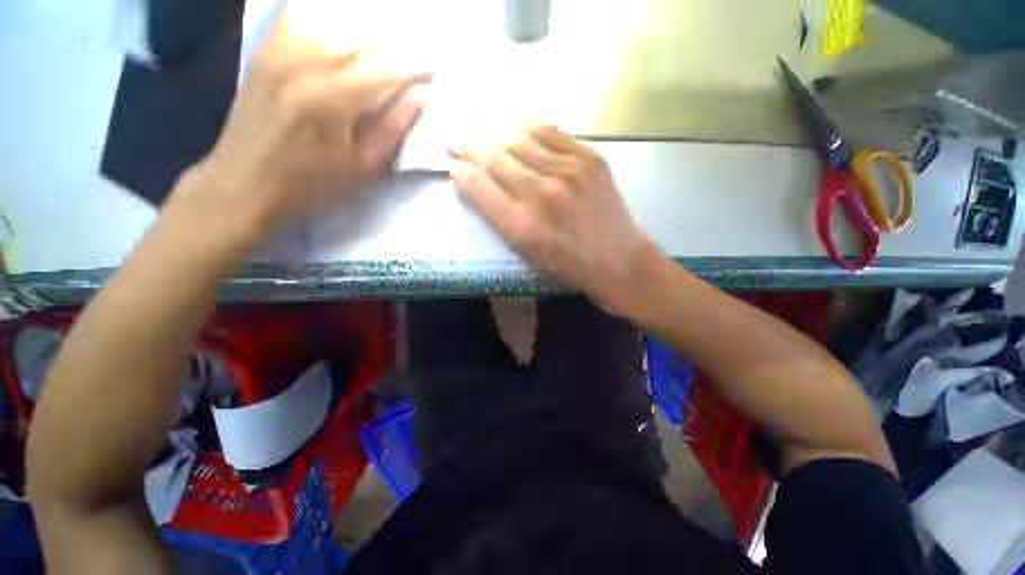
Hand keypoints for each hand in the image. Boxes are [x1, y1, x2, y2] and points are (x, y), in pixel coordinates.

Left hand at [171, 6, 430, 247]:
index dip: (411, 71)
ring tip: (373, 57)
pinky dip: (320, 28)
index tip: (431, 71)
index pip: (383, 72)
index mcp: (332, 99)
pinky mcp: (263, 54)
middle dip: (386, 53)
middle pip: (358, 42)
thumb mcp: (361, 168)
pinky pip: (295, 24)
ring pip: (330, 30)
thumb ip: (391, 131)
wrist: (244, 183)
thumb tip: (419, 99)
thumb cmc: (310, 185)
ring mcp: (278, 53)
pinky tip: (334, 41)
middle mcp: (303, 64)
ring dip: (358, 41)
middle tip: (402, 68)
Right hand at [450, 125, 656, 314]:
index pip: (480, 188)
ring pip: (519, 140)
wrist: (619, 261)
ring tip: (476, 125)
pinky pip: (552, 132)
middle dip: (468, 146)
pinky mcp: (590, 159)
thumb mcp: (527, 254)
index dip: (461, 174)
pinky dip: (530, 125)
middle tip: (454, 138)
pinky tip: (516, 123)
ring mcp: (568, 172)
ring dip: (492, 131)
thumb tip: (475, 185)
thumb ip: (498, 219)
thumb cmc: (569, 266)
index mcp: (522, 226)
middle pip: (495, 159)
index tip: (452, 167)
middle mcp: (541, 194)